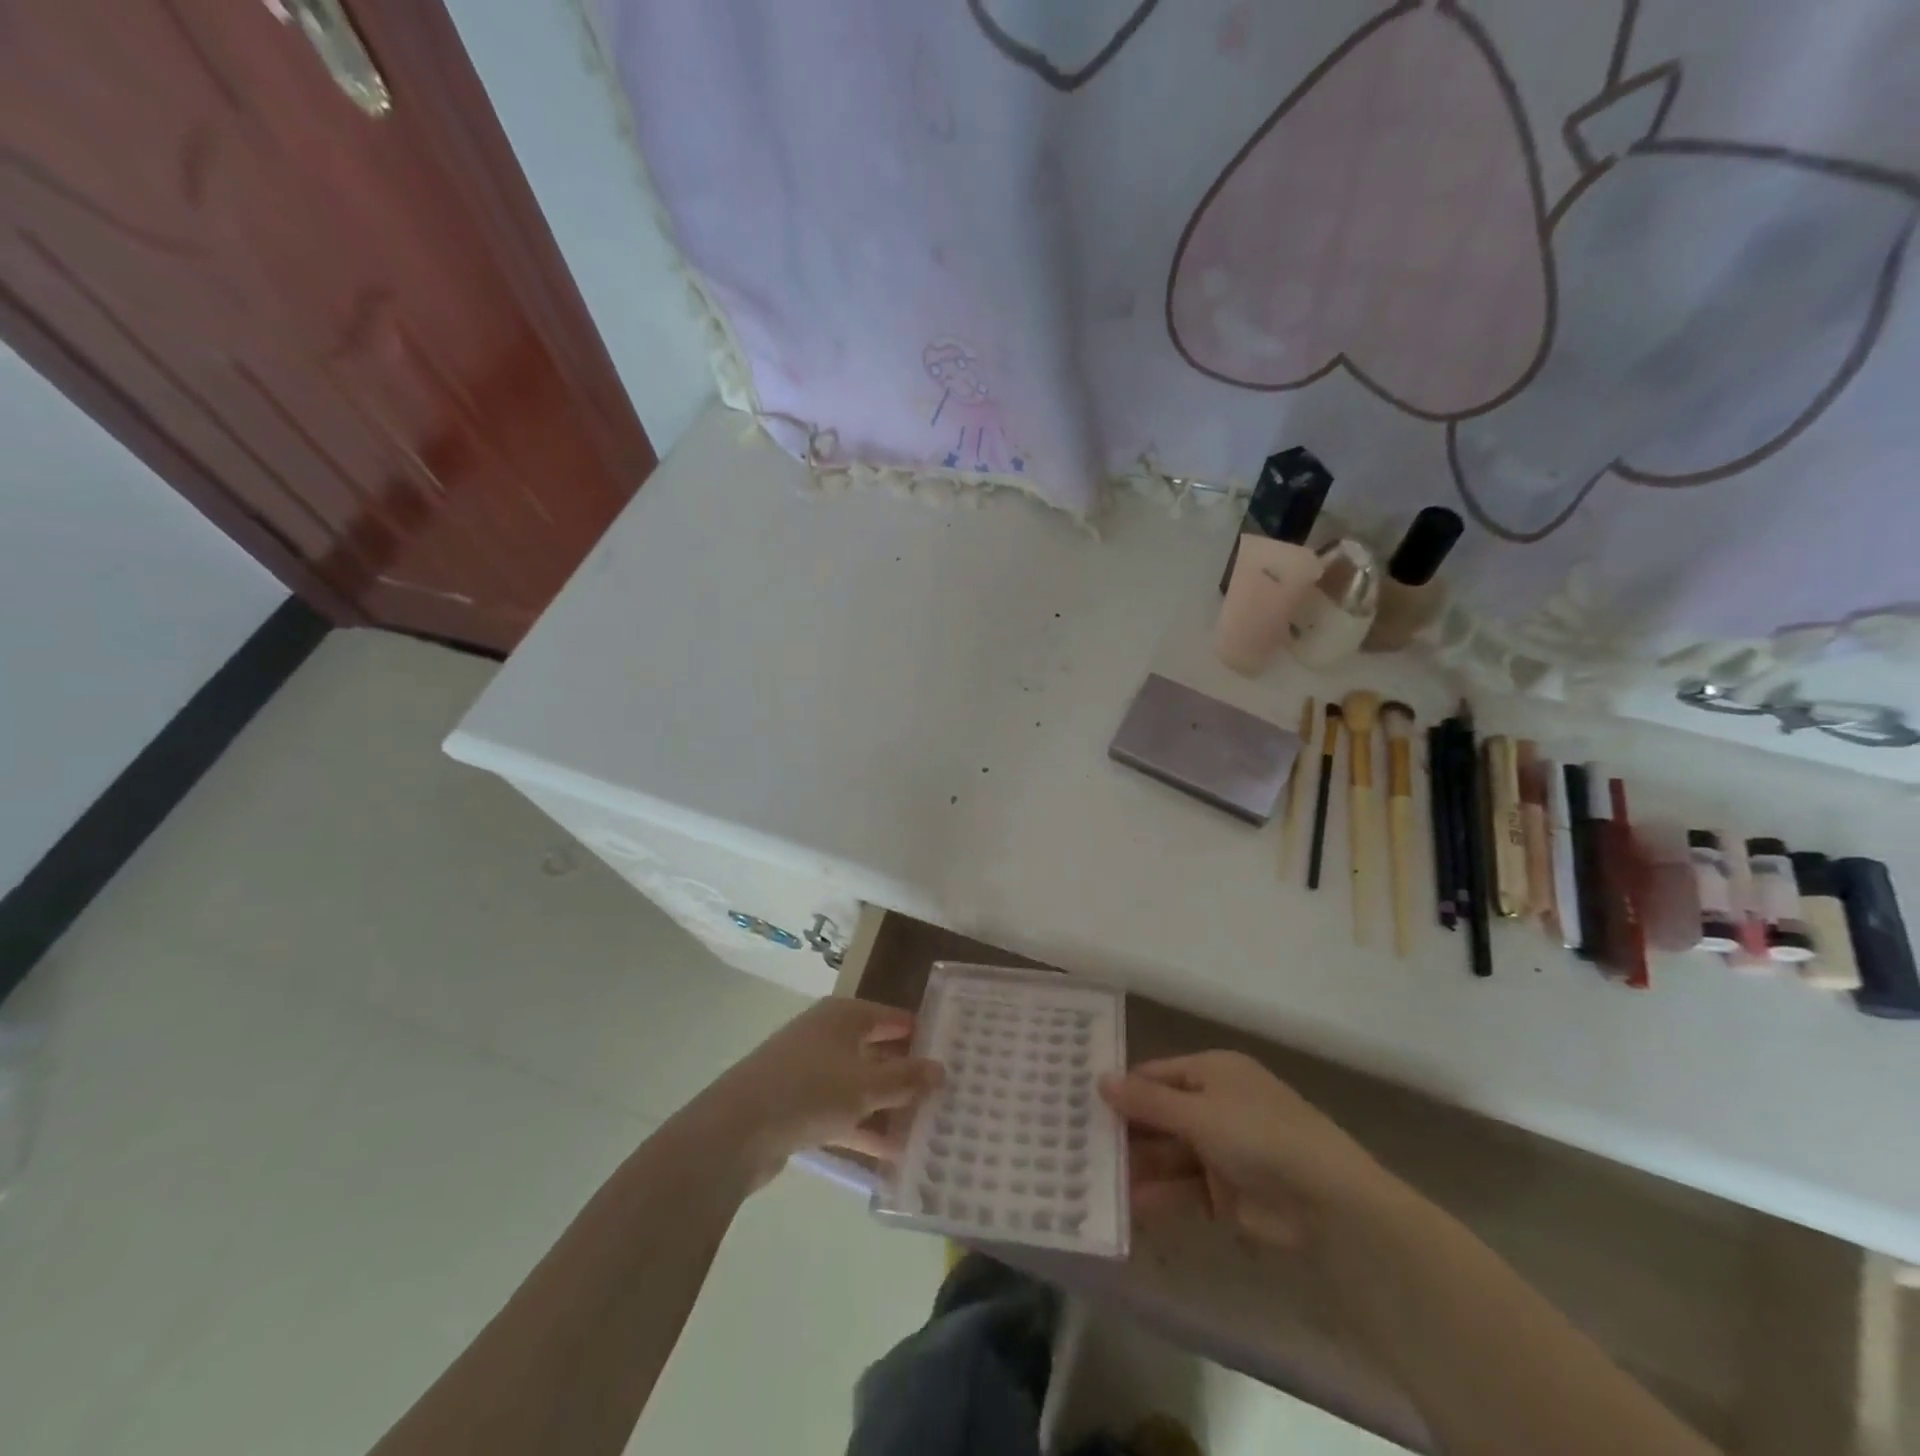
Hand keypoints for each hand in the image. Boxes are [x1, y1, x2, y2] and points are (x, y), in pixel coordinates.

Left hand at [702, 998, 942, 1185]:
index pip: (894, 1018)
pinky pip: (842, 1112)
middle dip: (908, 1075)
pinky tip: (893, 1157)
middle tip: (946, 1096)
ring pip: (861, 1085)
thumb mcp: (866, 1085)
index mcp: (845, 1016)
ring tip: (927, 1130)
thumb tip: (941, 1069)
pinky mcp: (798, 1105)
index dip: (923, 1034)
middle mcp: (828, 1035)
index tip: (953, 1055)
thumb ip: (906, 1078)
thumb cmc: (810, 1091)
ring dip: (889, 1107)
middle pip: (878, 1050)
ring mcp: (811, 1070)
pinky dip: (864, 1129)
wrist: (735, 1131)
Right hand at [1100, 1051, 1392, 1246]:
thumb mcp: (1197, 1111)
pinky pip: (1183, 1190)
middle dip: (1124, 1131)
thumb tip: (1100, 1079)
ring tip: (1091, 1178)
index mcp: (1214, 1072)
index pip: (1156, 1074)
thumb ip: (1147, 1101)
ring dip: (1136, 1167)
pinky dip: (1158, 1197)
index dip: (1122, 1087)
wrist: (1328, 1204)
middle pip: (1160, 1115)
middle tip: (1076, 1143)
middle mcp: (1216, 1105)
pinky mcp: (1228, 1194)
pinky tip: (1125, 1206)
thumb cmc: (1258, 1135)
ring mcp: (1223, 1151)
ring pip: (1168, 1155)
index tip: (1081, 1100)